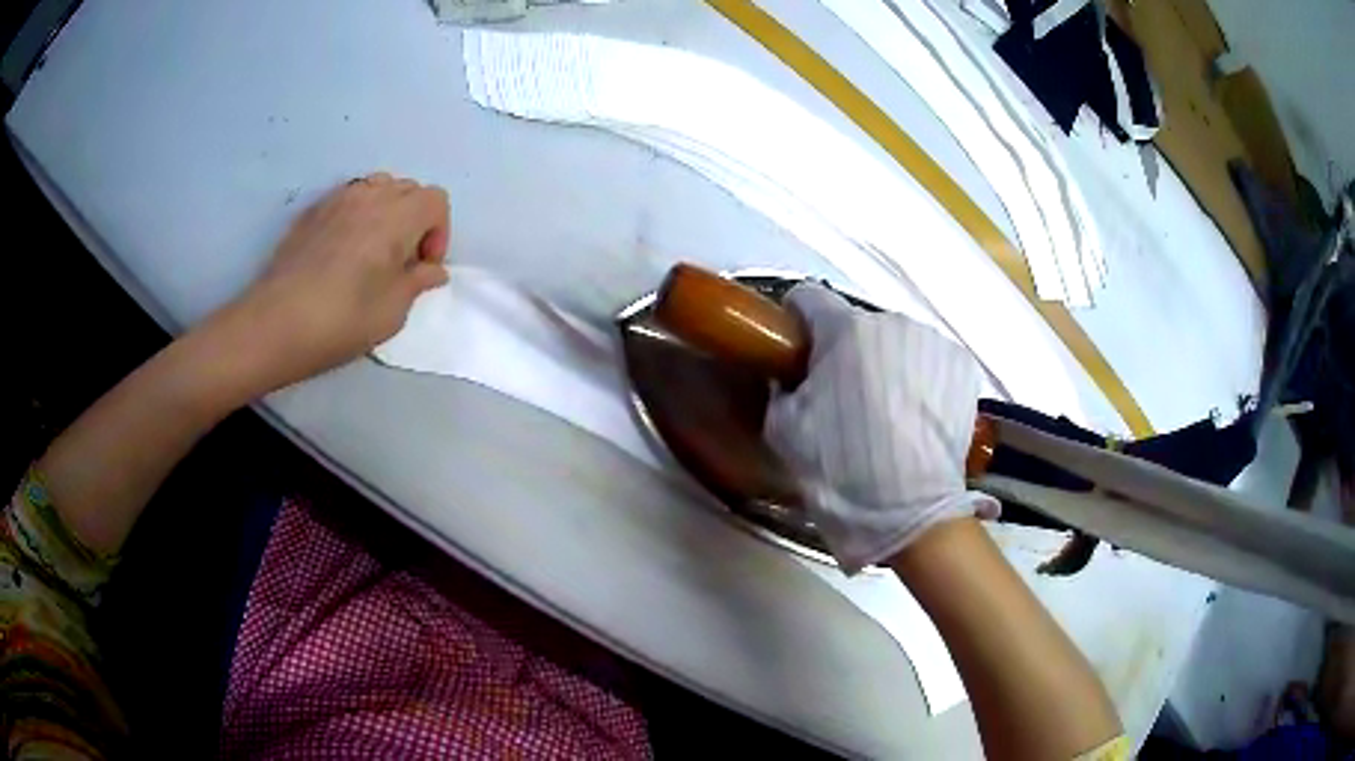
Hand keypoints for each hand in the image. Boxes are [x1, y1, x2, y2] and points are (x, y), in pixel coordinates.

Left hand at [220, 173, 450, 391]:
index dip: (438, 233)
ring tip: (372, 251)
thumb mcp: (392, 313)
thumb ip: (417, 283)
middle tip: (400, 262)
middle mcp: (370, 196)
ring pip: (377, 188)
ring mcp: (337, 199)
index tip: (422, 267)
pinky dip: (357, 215)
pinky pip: (347, 198)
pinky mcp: (312, 211)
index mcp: (398, 216)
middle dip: (414, 220)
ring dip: (386, 213)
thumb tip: (432, 270)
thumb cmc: (341, 321)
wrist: (275, 324)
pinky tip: (342, 252)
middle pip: (408, 189)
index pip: (435, 201)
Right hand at [765, 283, 997, 573]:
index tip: (796, 349)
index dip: (797, 321)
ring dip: (886, 365)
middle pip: (857, 325)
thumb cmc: (840, 469)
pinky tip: (917, 418)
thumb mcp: (784, 430)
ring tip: (888, 415)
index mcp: (844, 330)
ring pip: (896, 343)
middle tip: (842, 398)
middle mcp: (892, 323)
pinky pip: (928, 361)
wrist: (910, 511)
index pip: (809, 297)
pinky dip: (919, 379)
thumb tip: (791, 375)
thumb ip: (782, 387)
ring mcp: (933, 342)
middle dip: (846, 352)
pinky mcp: (962, 367)